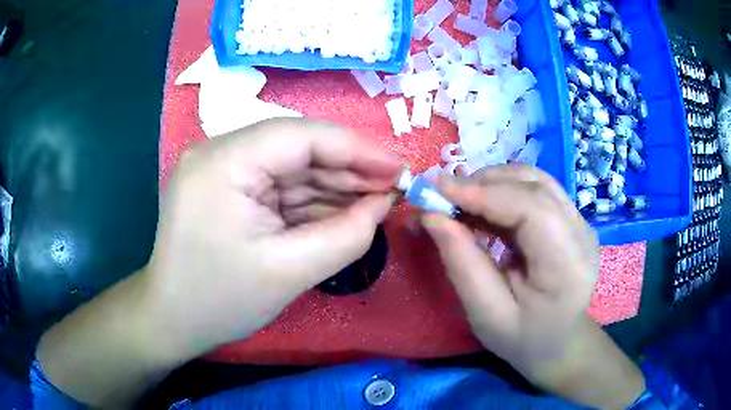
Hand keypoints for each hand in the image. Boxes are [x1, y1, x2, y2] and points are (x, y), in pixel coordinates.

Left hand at [146, 118, 400, 355]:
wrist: (172, 319)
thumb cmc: (220, 302)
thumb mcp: (289, 272)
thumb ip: (346, 235)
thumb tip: (384, 204)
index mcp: (222, 162)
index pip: (299, 136)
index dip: (355, 148)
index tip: (398, 167)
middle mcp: (218, 152)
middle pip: (296, 147)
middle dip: (347, 168)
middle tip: (393, 186)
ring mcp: (221, 168)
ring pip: (290, 166)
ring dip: (333, 184)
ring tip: (376, 199)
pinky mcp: (226, 187)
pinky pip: (277, 184)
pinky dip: (310, 199)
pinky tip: (342, 209)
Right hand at [422, 165, 644, 407]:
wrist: (558, 341)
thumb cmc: (523, 338)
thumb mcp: (486, 314)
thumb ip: (462, 264)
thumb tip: (431, 216)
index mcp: (567, 265)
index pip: (531, 209)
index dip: (484, 193)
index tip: (438, 190)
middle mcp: (581, 233)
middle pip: (533, 185)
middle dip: (483, 184)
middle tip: (443, 197)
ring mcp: (580, 221)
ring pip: (534, 179)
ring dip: (493, 182)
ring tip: (462, 201)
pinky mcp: (572, 217)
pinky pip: (535, 187)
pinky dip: (504, 188)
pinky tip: (484, 205)